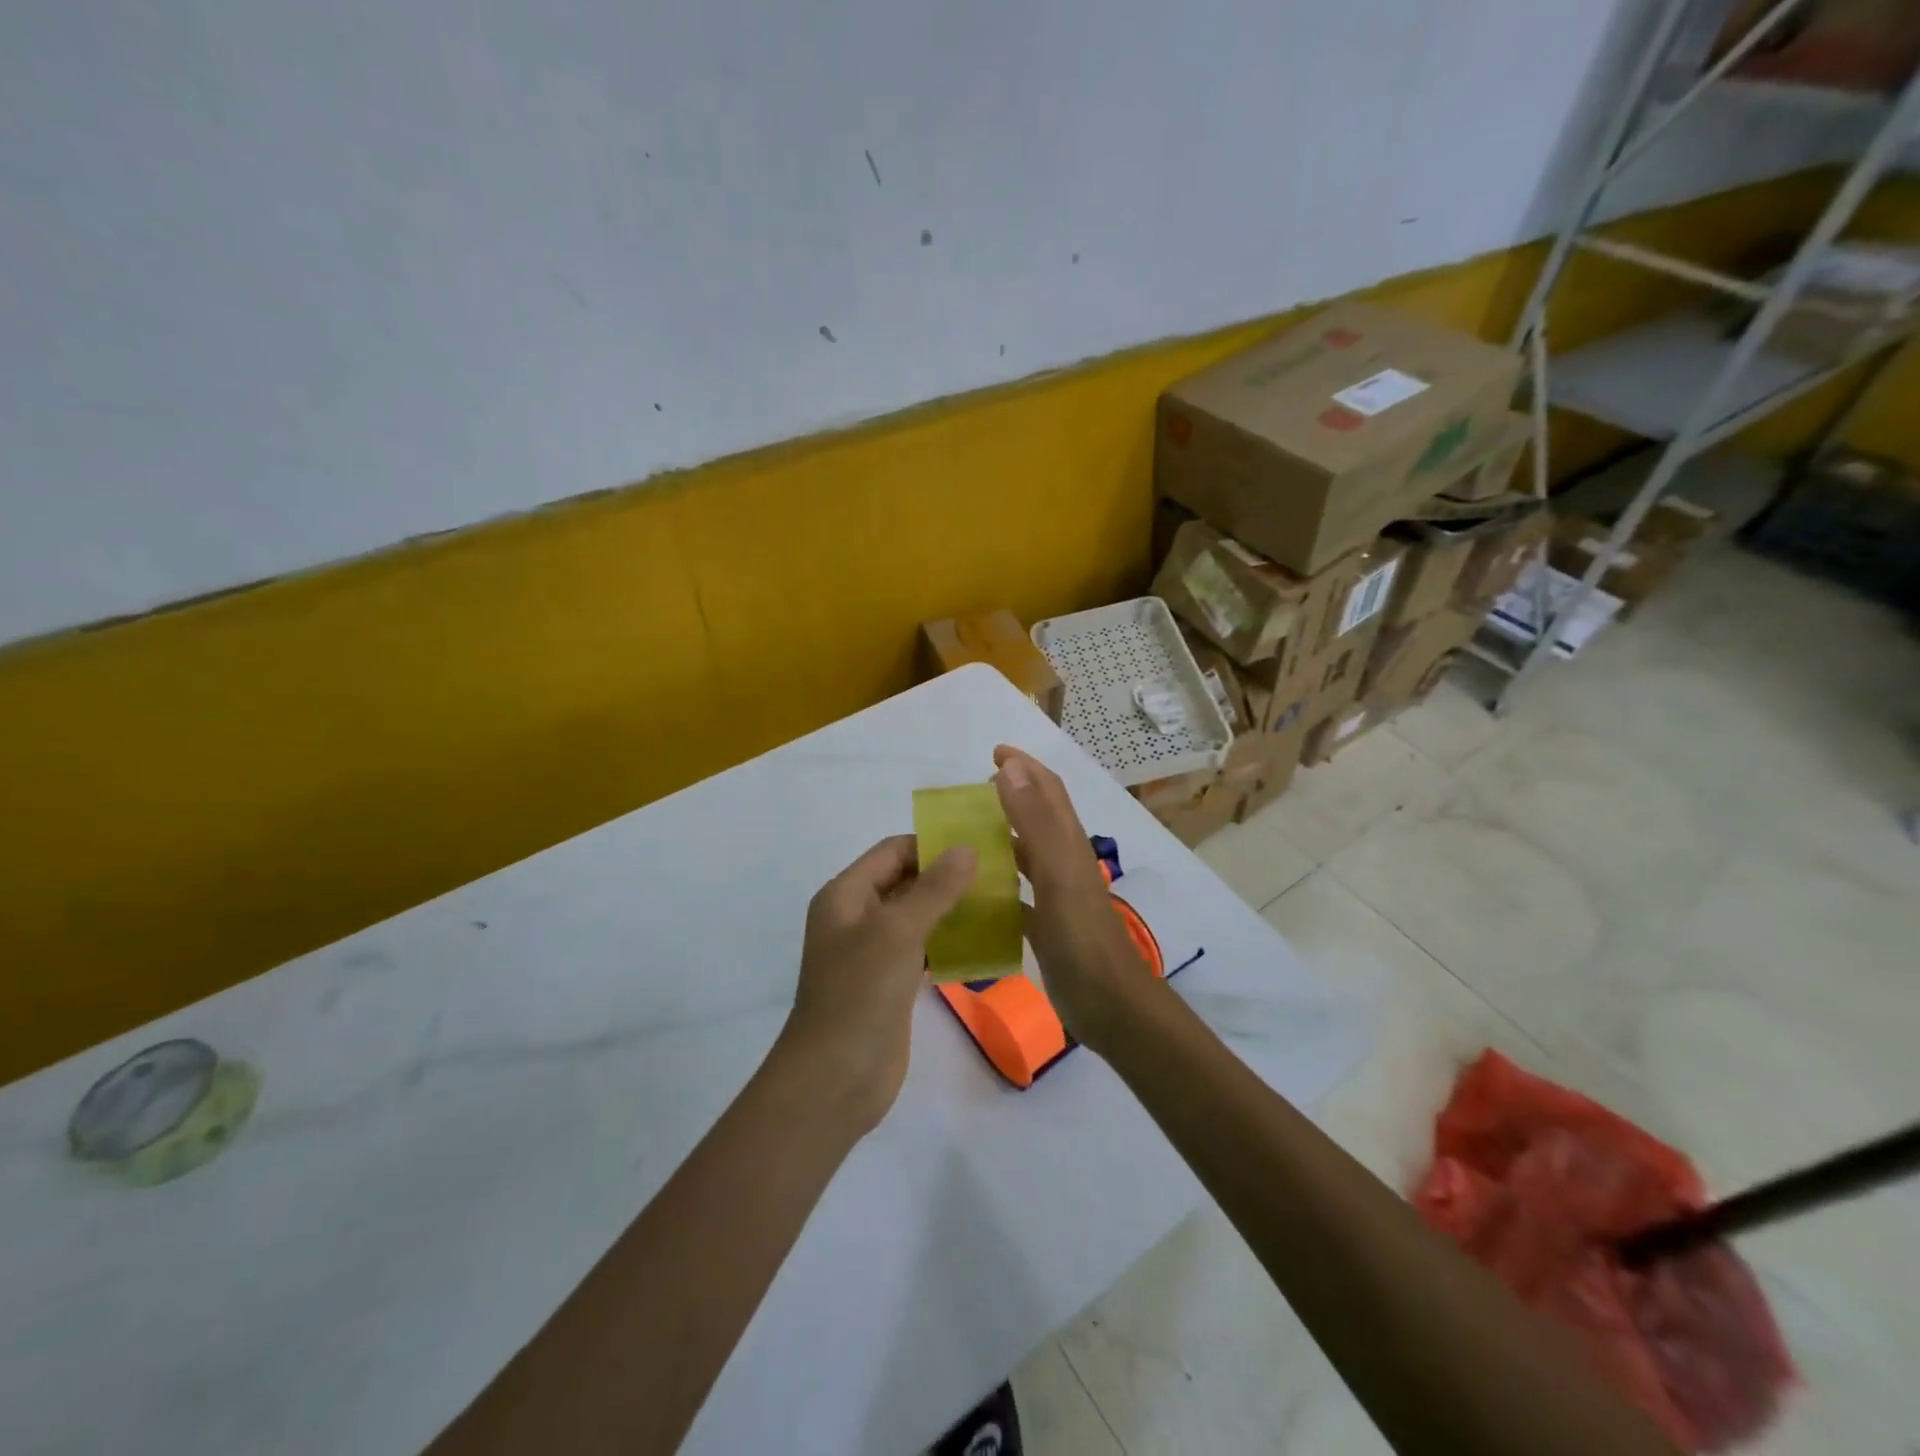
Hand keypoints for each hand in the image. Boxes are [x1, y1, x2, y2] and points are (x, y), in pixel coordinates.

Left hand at [779, 835, 976, 1133]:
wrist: (835, 1078)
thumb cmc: (860, 993)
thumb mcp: (898, 932)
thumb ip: (934, 888)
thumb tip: (966, 848)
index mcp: (845, 894)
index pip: (892, 851)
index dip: (932, 845)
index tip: (980, 847)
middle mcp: (855, 917)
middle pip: (904, 881)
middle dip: (946, 876)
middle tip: (998, 875)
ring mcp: (872, 952)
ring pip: (915, 916)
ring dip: (950, 908)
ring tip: (997, 903)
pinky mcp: (889, 983)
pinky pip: (921, 948)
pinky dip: (946, 941)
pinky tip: (982, 942)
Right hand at [991, 746, 1160, 1051]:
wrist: (1109, 1004)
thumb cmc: (1082, 937)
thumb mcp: (1057, 873)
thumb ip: (1035, 822)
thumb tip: (1010, 769)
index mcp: (1067, 845)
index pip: (1048, 791)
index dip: (1025, 767)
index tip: (993, 753)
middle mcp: (1062, 863)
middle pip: (1036, 818)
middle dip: (1009, 797)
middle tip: (967, 796)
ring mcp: (1055, 895)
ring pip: (1025, 855)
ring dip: (999, 839)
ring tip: (961, 837)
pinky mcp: (1045, 925)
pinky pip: (1015, 895)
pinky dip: (995, 885)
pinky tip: (969, 893)